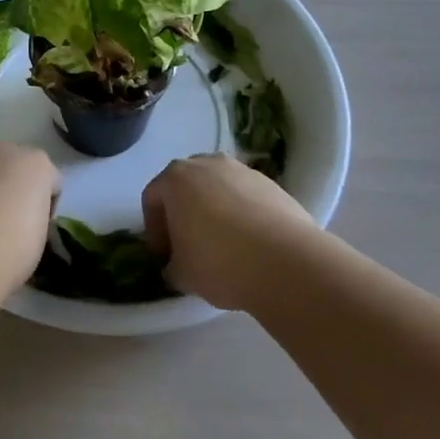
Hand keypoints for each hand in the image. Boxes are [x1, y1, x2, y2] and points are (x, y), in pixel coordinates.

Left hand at [0, 141, 60, 299]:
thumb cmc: (9, 252)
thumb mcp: (39, 238)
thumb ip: (34, 214)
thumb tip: (19, 217)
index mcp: (35, 163)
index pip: (50, 180)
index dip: (46, 206)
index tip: (37, 228)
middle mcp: (0, 151)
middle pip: (13, 166)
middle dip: (12, 187)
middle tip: (7, 223)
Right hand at [141, 154, 325, 309]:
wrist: (287, 262)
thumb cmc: (220, 262)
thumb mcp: (181, 274)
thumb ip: (171, 266)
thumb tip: (176, 266)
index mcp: (176, 178)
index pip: (152, 199)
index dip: (154, 230)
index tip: (165, 257)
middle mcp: (207, 164)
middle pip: (185, 187)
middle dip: (183, 214)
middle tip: (189, 247)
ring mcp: (242, 171)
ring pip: (217, 189)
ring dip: (214, 212)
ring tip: (224, 246)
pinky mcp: (272, 184)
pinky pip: (245, 197)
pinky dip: (242, 215)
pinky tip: (250, 244)